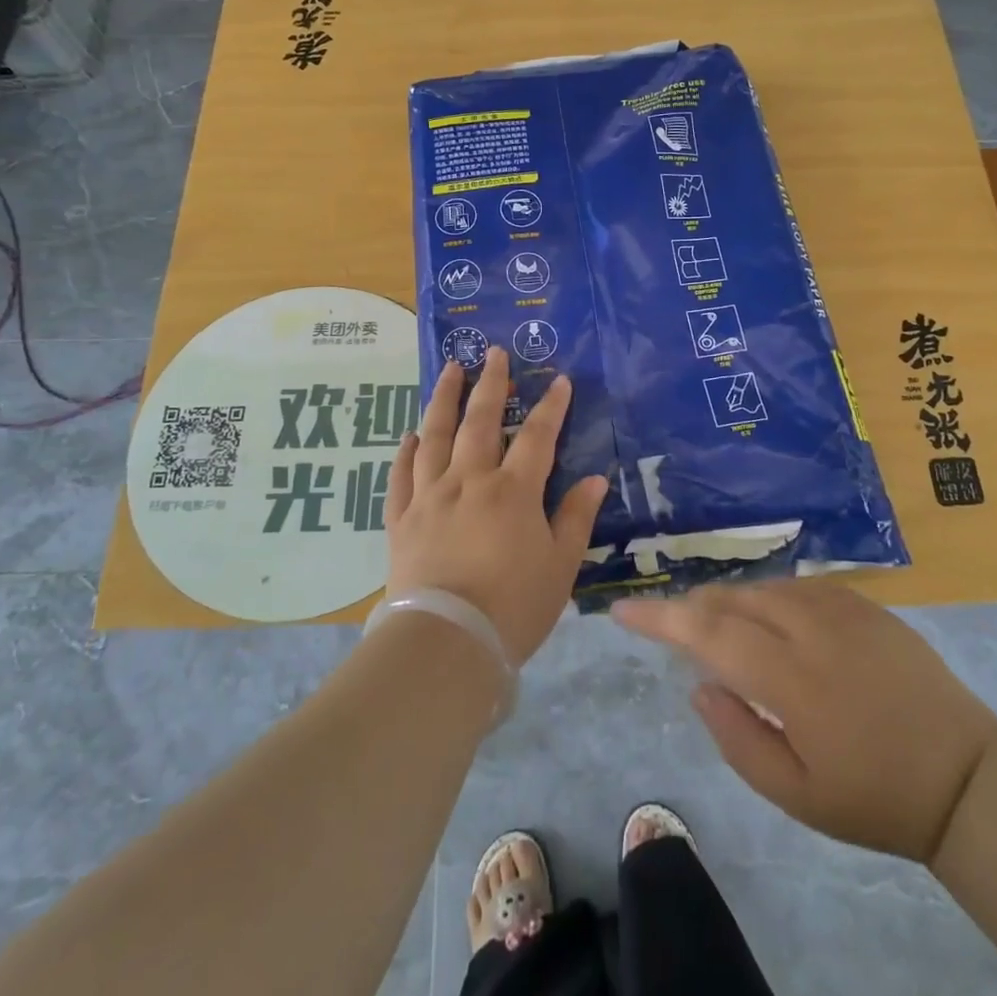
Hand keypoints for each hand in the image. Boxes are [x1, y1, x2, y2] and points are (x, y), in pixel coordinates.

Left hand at [386, 348, 609, 664]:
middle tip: (492, 352)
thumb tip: (595, 478)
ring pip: (435, 436)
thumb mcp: (560, 566)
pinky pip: (401, 476)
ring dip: (444, 399)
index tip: (558, 380)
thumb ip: (575, 518)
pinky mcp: (402, 519)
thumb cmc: (514, 606)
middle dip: (490, 384)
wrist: (446, 643)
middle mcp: (469, 481)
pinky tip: (410, 435)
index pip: (537, 436)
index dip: (551, 406)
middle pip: (481, 421)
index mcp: (512, 491)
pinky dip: (407, 451)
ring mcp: (430, 497)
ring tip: (450, 370)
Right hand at [612, 581, 996, 863]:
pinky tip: (766, 615)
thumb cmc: (876, 797)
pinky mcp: (864, 603)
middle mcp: (810, 629)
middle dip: (689, 606)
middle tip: (666, 624)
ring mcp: (841, 609)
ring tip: (713, 623)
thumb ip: (738, 738)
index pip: (708, 633)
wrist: (967, 776)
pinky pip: (797, 585)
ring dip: (727, 600)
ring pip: (762, 587)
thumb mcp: (797, 796)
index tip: (621, 610)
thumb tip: (700, 684)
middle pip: (730, 600)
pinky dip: (767, 595)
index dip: (659, 618)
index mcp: (791, 679)